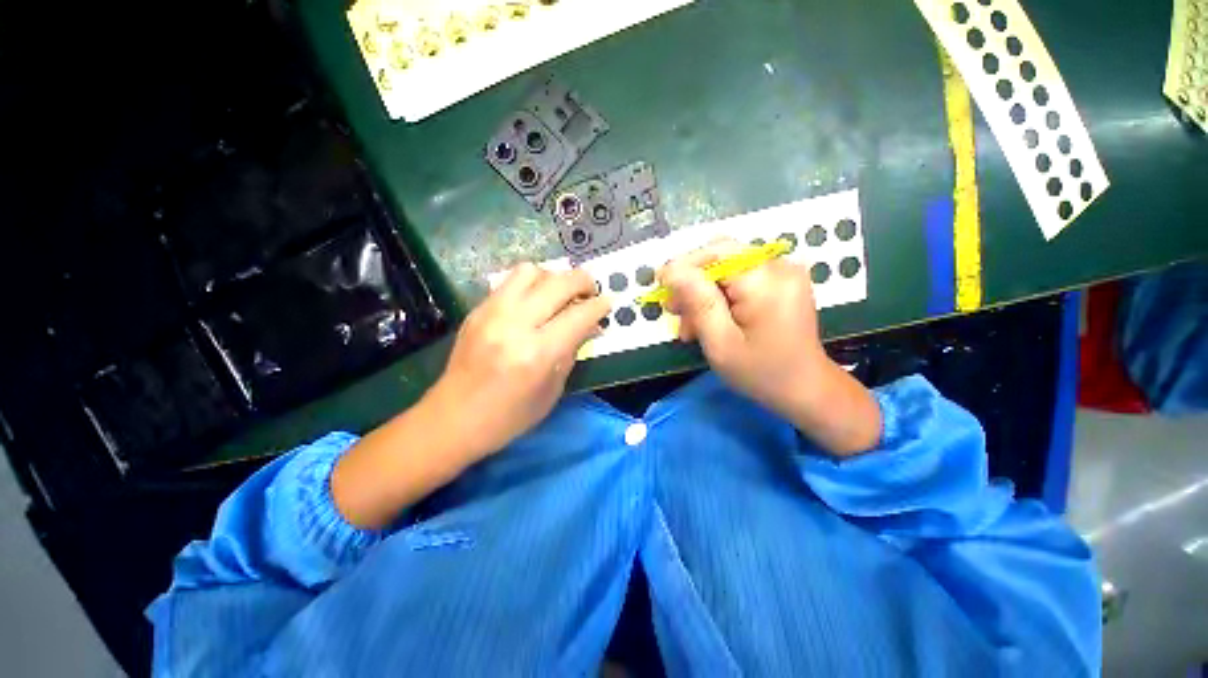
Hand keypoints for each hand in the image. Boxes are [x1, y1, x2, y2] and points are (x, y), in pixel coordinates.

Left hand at [333, 264, 608, 528]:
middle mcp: (515, 325)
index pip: (579, 315)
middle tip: (590, 291)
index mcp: (538, 354)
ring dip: (554, 277)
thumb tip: (589, 325)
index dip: (599, 305)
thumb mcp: (552, 390)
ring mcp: (492, 313)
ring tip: (560, 293)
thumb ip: (572, 352)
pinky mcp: (477, 310)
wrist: (452, 419)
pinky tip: (535, 301)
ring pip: (531, 271)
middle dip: (583, 281)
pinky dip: (531, 285)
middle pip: (558, 283)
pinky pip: (510, 282)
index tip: (608, 302)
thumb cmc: (509, 417)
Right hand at [660, 239, 880, 454]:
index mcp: (766, 282)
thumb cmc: (761, 373)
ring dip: (703, 292)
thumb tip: (673, 271)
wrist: (805, 388)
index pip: (717, 251)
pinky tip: (711, 319)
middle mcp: (778, 266)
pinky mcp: (780, 280)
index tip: (661, 287)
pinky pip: (739, 277)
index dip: (684, 265)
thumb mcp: (721, 343)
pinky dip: (720, 295)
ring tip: (691, 325)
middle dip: (692, 282)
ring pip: (726, 268)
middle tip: (675, 312)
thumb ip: (698, 303)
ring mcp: (782, 272)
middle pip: (721, 257)